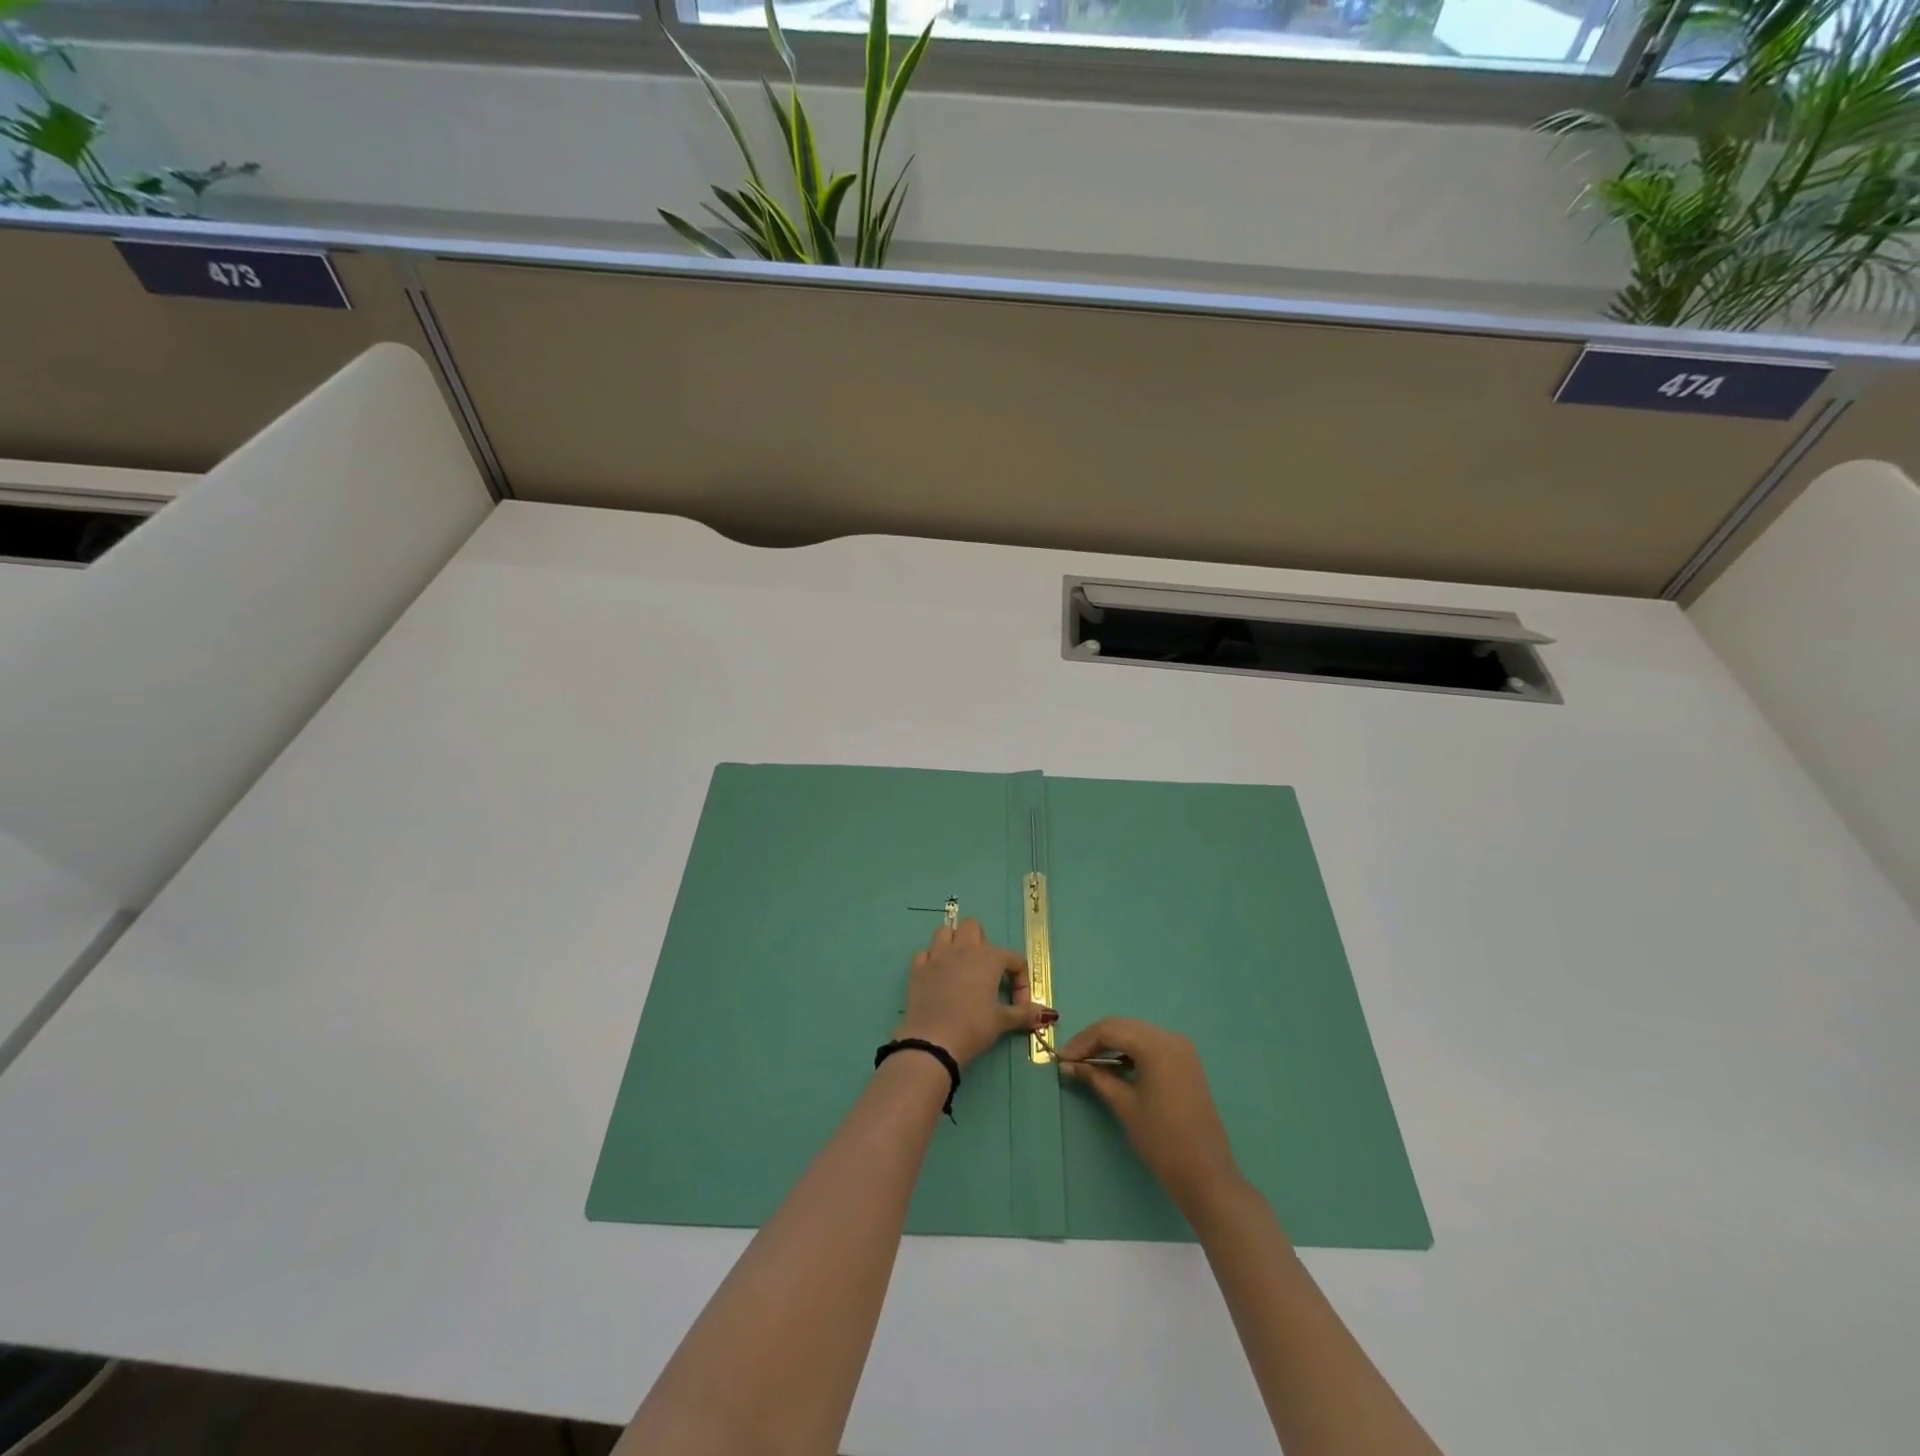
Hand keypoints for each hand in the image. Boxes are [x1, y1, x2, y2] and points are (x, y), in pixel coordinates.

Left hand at [894, 918, 1055, 1068]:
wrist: (933, 1041)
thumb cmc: (973, 1027)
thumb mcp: (1002, 1021)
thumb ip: (1025, 1013)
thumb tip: (1048, 1014)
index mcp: (988, 958)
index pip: (1013, 958)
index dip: (1021, 981)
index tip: (1019, 1005)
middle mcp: (963, 949)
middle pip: (974, 927)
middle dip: (982, 944)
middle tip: (986, 973)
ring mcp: (937, 956)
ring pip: (946, 932)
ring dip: (954, 943)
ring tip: (961, 967)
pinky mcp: (917, 968)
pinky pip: (925, 953)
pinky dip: (932, 960)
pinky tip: (937, 977)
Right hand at [1058, 1017, 1243, 1212]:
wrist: (1206, 1174)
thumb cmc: (1161, 1140)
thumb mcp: (1124, 1105)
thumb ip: (1096, 1078)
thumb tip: (1068, 1064)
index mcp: (1155, 1045)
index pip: (1109, 1030)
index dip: (1082, 1042)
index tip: (1062, 1058)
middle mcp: (1170, 1037)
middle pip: (1123, 1027)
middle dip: (1095, 1040)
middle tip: (1072, 1060)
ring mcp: (1182, 1048)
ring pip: (1137, 1034)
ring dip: (1112, 1044)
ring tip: (1090, 1065)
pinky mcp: (1186, 1062)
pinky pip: (1152, 1045)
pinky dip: (1131, 1051)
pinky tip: (1116, 1067)